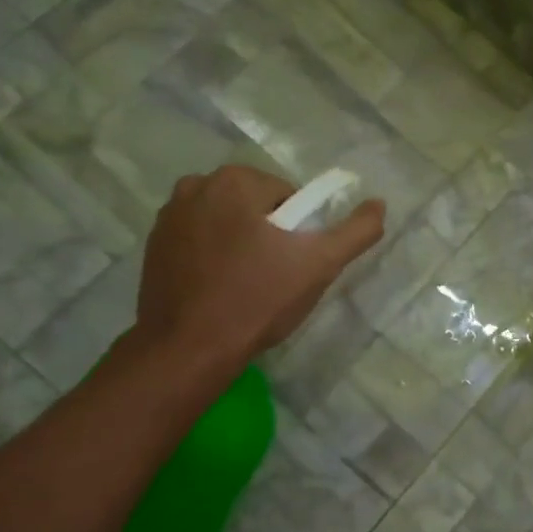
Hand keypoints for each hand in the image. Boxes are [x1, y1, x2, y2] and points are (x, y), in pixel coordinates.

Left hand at [134, 165, 384, 363]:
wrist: (188, 350)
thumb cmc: (257, 300)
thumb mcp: (319, 265)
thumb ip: (356, 231)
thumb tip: (380, 204)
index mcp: (234, 181)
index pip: (288, 197)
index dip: (300, 232)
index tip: (294, 264)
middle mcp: (195, 186)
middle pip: (254, 206)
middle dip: (269, 235)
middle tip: (275, 278)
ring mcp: (167, 217)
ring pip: (226, 223)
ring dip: (240, 244)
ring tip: (247, 287)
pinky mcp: (152, 247)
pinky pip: (198, 241)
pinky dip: (213, 257)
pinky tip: (219, 290)